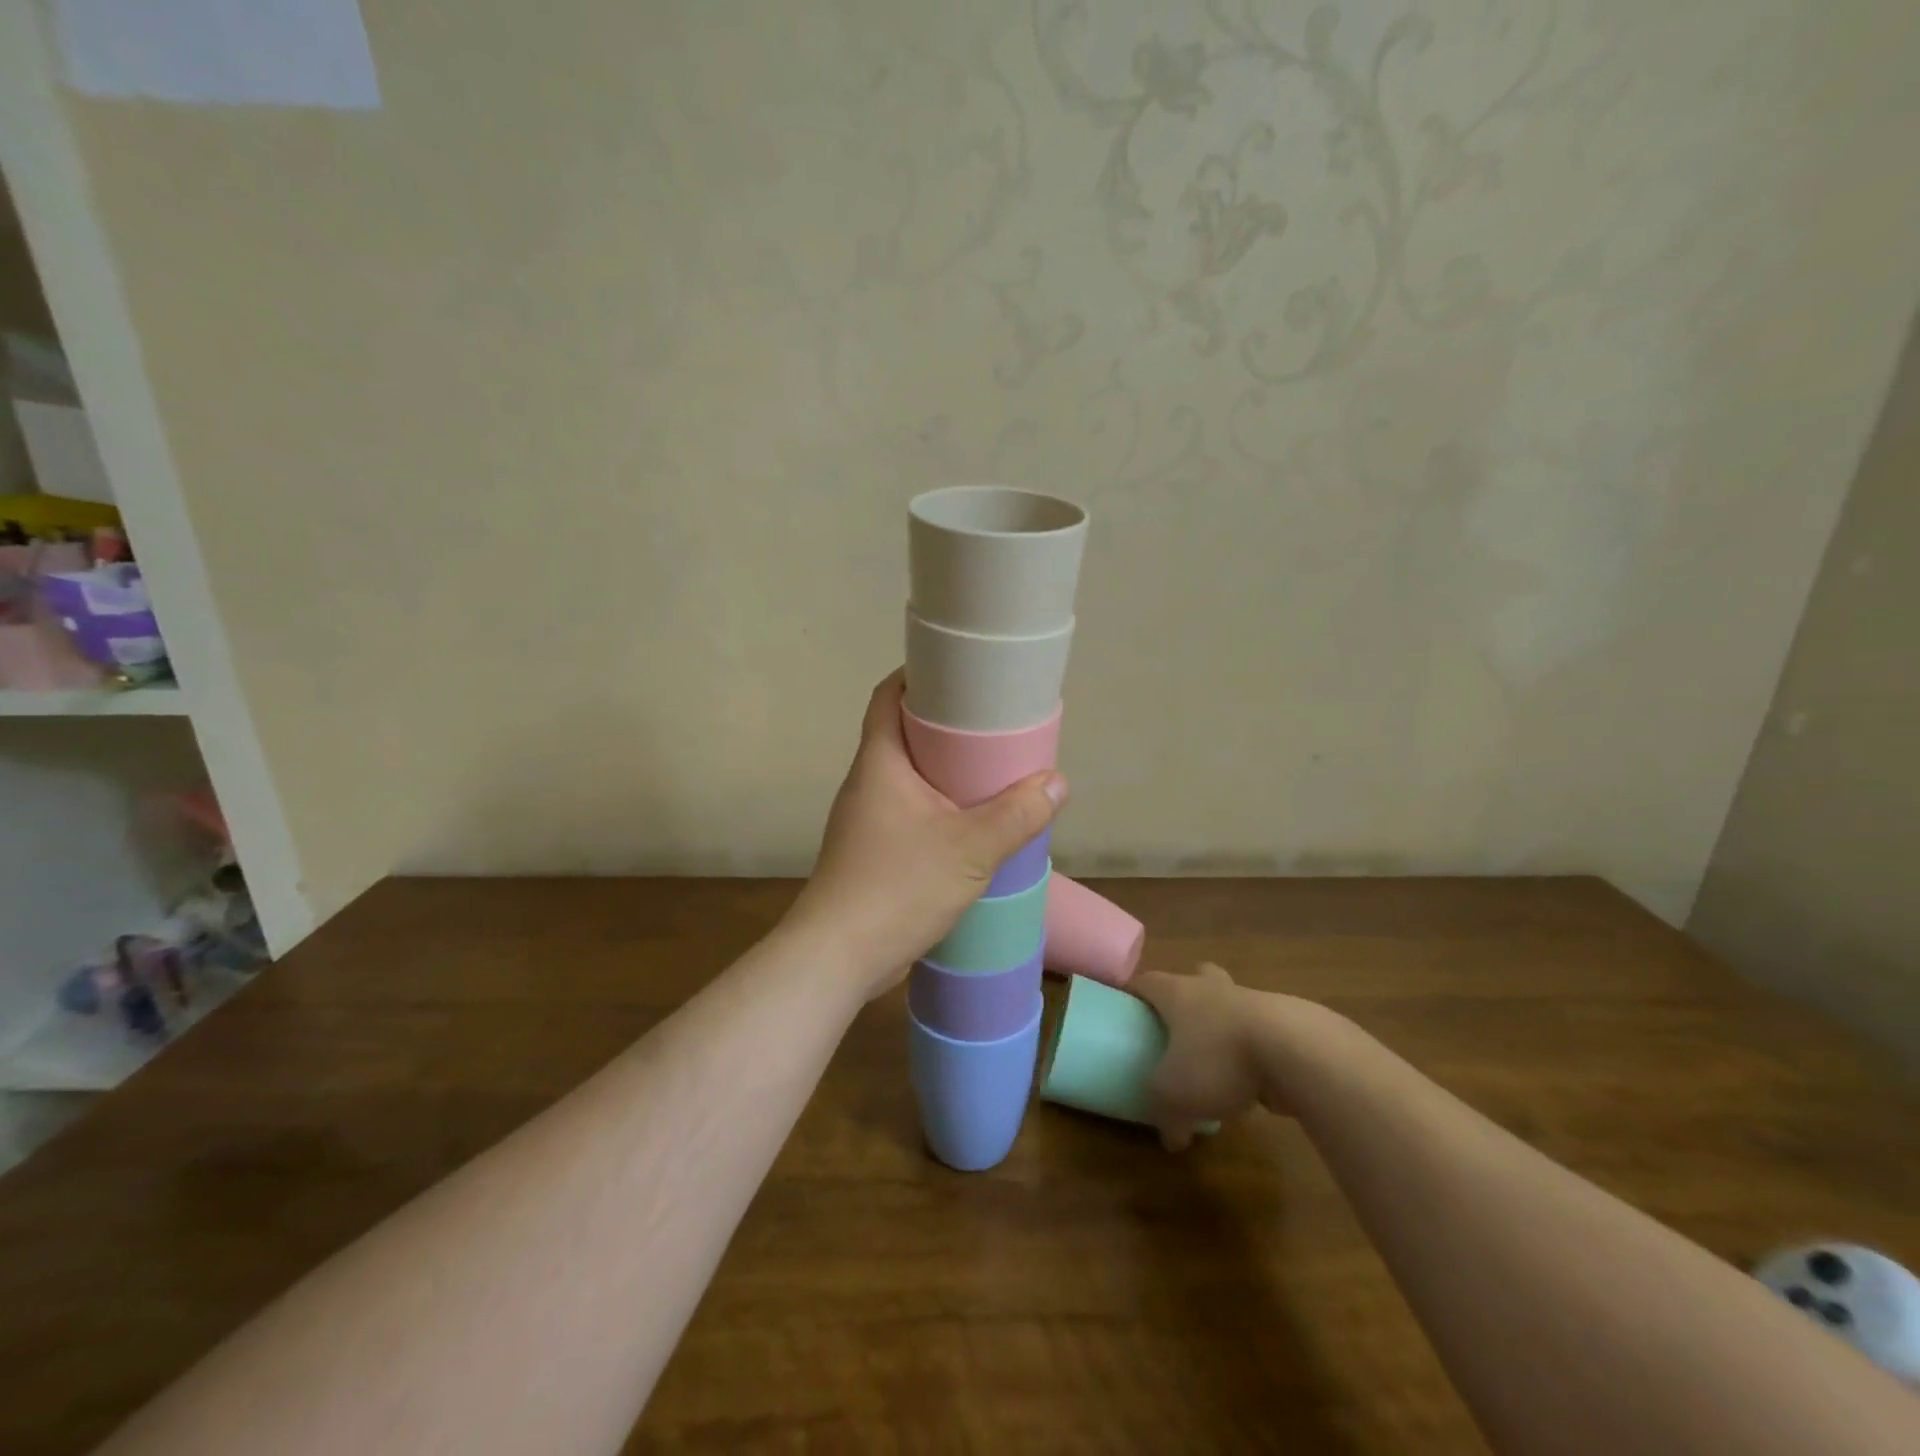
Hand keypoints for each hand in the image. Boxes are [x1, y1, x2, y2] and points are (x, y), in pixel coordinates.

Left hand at [786, 670, 1066, 999]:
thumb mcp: (970, 848)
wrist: (839, 958)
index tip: (960, 674)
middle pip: (903, 735)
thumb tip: (1056, 782)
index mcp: (880, 762)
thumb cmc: (898, 886)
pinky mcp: (873, 854)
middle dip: (946, 727)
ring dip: (945, 774)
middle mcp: (867, 783)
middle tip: (993, 726)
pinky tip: (972, 828)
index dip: (918, 676)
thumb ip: (1017, 814)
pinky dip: (940, 810)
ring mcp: (866, 821)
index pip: (888, 696)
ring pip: (909, 779)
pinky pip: (910, 815)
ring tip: (992, 774)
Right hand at [1133, 963, 1269, 1151]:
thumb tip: (1171, 1139)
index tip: (1127, 1008)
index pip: (1146, 982)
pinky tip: (1255, 1082)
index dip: (1134, 994)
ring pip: (1233, 1005)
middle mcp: (1212, 989)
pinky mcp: (1287, 1026)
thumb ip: (1165, 1114)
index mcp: (1178, 993)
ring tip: (1220, 1064)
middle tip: (1181, 1024)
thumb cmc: (1218, 1058)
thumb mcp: (1175, 1095)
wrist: (1295, 1052)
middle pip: (1197, 977)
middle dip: (1190, 994)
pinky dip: (1256, 1053)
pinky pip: (1263, 1034)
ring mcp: (1253, 1003)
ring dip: (1226, 1026)